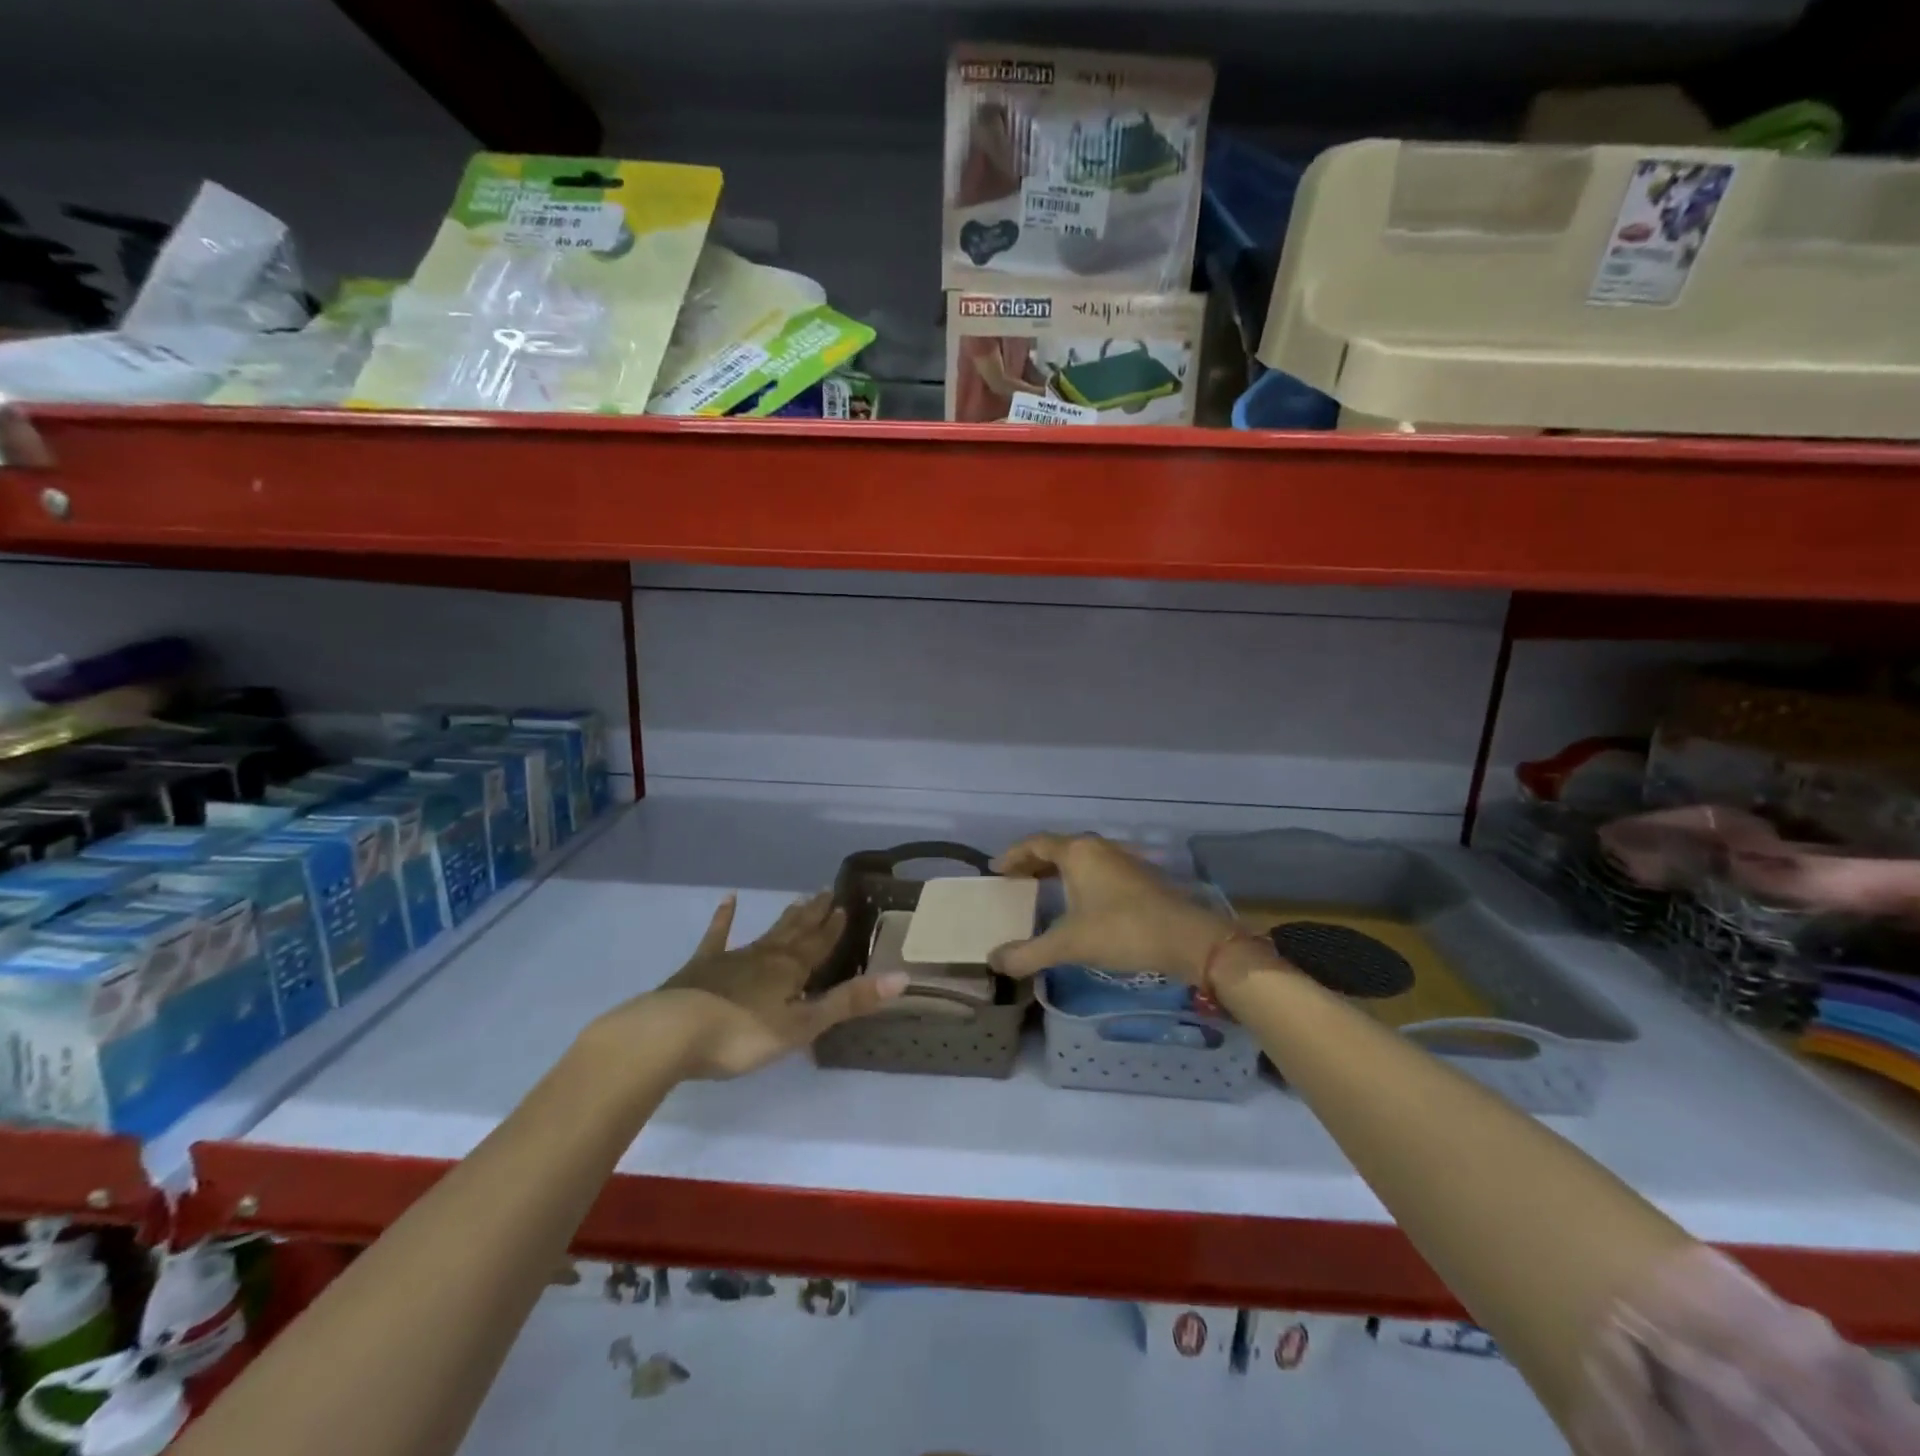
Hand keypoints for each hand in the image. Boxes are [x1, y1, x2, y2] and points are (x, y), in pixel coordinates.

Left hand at [614, 893, 906, 1078]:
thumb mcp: (802, 1025)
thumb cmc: (743, 1035)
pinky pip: (717, 937)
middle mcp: (766, 956)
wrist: (672, 1033)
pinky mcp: (701, 968)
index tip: (844, 905)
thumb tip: (901, 977)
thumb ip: (848, 1002)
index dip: (833, 928)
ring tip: (798, 901)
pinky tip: (728, 900)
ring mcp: (732, 959)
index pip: (819, 944)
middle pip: (795, 933)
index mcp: (791, 970)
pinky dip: (724, 919)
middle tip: (825, 893)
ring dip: (784, 920)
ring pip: (766, 934)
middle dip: (813, 916)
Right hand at [986, 833, 1235, 984]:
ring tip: (1039, 889)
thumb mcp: (1069, 944)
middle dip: (1032, 862)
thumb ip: (1028, 953)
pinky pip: (1096, 869)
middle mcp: (1098, 848)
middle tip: (1013, 880)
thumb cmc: (1122, 931)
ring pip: (1079, 858)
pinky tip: (1077, 903)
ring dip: (1056, 870)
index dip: (1013, 855)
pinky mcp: (1138, 877)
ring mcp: (1121, 860)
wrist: (1187, 939)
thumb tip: (993, 960)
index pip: (1035, 843)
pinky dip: (1077, 879)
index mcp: (1078, 852)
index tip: (995, 869)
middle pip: (1057, 848)